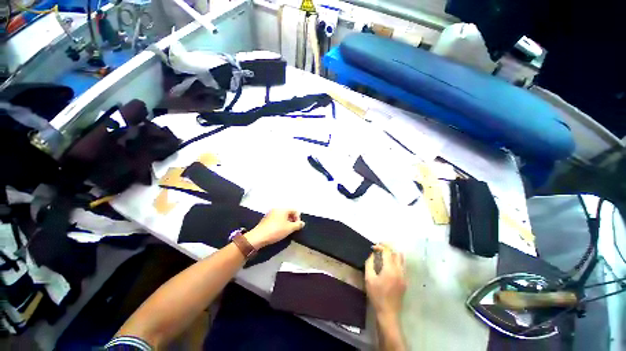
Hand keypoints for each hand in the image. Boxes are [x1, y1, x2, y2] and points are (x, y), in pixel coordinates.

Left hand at [245, 209, 304, 248]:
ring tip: (286, 231)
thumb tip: (302, 223)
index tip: (297, 226)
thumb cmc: (276, 231)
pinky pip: (276, 219)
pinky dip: (280, 223)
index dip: (298, 218)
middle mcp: (277, 209)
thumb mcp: (289, 229)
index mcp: (283, 209)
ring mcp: (270, 213)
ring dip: (286, 222)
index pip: (294, 210)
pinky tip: (278, 231)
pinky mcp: (266, 219)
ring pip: (282, 216)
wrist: (259, 237)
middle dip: (292, 220)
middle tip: (292, 229)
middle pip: (288, 212)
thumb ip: (298, 225)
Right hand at [365, 243, 406, 318]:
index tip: (373, 248)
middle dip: (387, 249)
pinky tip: (388, 267)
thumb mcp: (369, 278)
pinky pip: (402, 267)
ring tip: (383, 257)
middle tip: (378, 250)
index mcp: (390, 269)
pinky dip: (395, 262)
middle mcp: (400, 271)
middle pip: (396, 253)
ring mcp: (404, 276)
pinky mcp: (405, 282)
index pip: (387, 251)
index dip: (380, 246)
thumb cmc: (377, 295)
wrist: (388, 313)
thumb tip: (372, 255)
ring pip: (401, 260)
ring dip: (392, 255)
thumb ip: (369, 263)